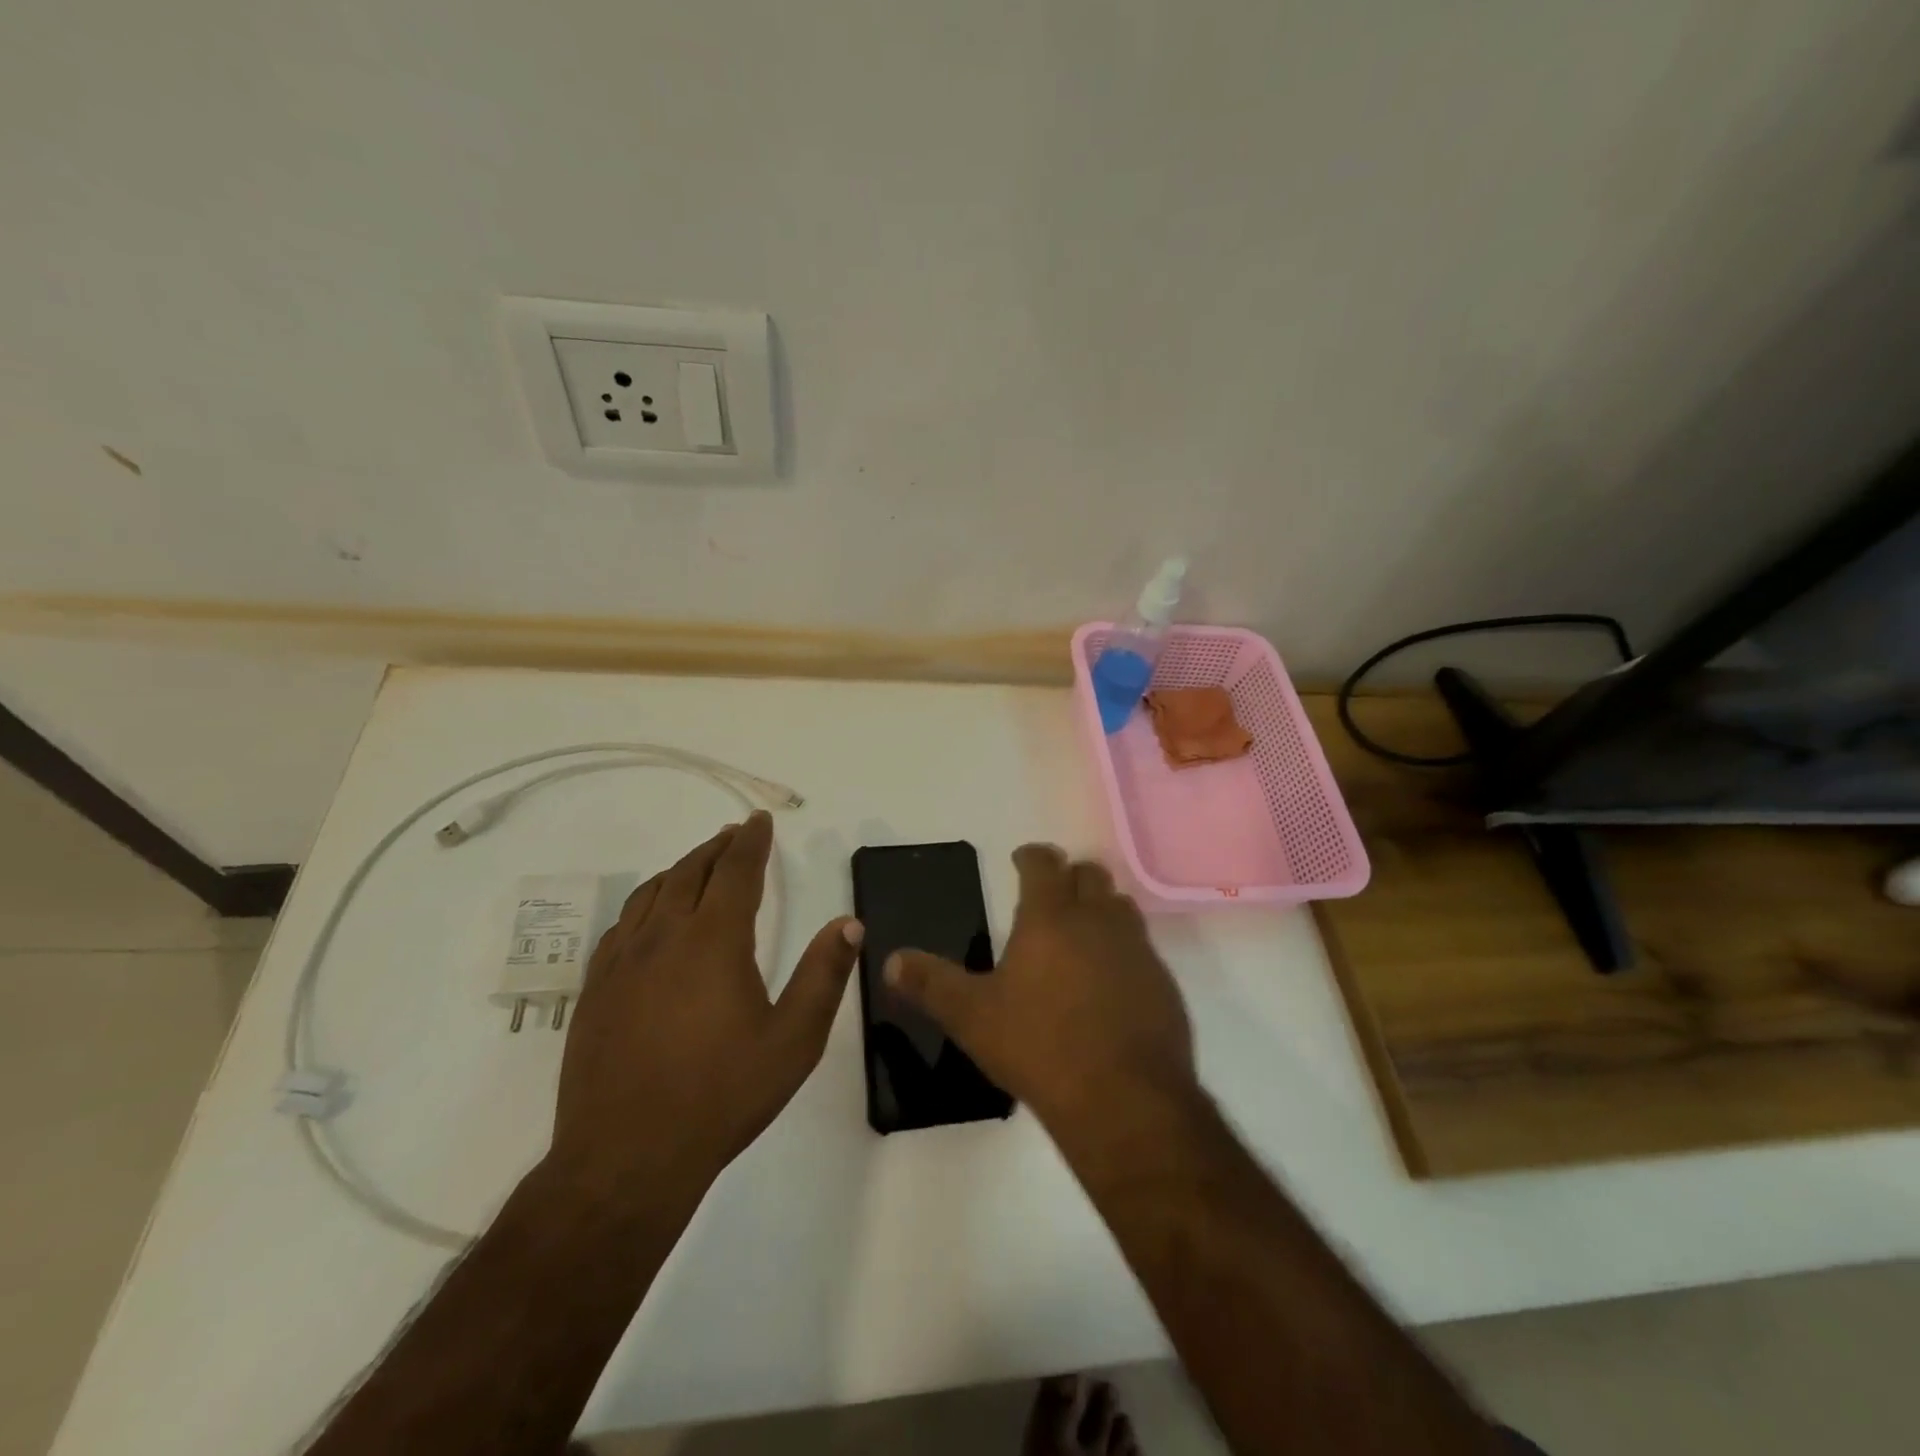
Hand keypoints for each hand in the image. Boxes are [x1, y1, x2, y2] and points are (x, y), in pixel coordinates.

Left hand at [548, 811, 860, 1200]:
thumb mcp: (794, 1040)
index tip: (761, 821)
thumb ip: (824, 976)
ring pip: (651, 893)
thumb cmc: (721, 1096)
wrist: (626, 1157)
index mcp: (714, 941)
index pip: (736, 871)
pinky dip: (646, 903)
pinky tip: (651, 916)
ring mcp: (622, 961)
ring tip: (699, 864)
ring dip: (680, 869)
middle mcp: (664, 937)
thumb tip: (849, 923)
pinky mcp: (596, 989)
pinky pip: (622, 924)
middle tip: (735, 834)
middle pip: (691, 872)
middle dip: (717, 847)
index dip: (751, 842)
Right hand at [884, 844, 1194, 1140]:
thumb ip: (931, 984)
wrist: (1124, 1100)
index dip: (1031, 855)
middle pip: (1090, 874)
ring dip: (1101, 908)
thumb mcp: (972, 1017)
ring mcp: (1137, 950)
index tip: (1021, 858)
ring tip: (1082, 931)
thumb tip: (891, 960)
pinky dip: (1124, 950)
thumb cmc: (1039, 1047)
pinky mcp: (1163, 983)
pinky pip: (1143, 949)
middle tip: (1052, 894)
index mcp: (1050, 918)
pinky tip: (1111, 983)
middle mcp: (1098, 921)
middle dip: (1069, 875)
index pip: (1043, 863)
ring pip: (1122, 906)